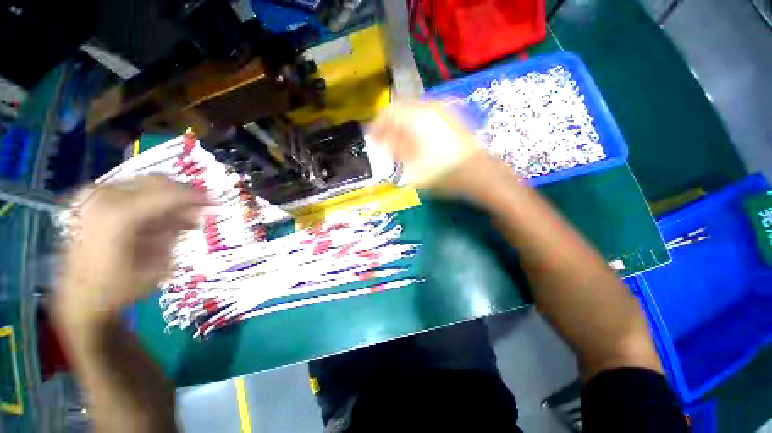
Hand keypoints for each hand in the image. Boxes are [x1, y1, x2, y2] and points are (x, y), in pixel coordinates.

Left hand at [57, 176, 209, 324]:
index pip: (168, 194)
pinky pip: (131, 189)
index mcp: (119, 216)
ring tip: (184, 217)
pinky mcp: (92, 200)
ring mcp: (94, 197)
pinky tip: (162, 217)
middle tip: (202, 207)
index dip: (196, 196)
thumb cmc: (120, 287)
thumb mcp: (158, 264)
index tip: (216, 202)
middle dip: (183, 193)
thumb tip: (194, 212)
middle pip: (156, 182)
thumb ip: (175, 232)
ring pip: (144, 183)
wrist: (80, 297)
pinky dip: (152, 199)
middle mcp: (104, 198)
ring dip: (169, 197)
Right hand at [368, 102, 498, 194]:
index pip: (388, 113)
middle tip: (386, 142)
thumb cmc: (442, 172)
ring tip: (400, 143)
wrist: (477, 172)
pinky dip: (416, 125)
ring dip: (403, 125)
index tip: (373, 139)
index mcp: (415, 117)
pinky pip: (427, 115)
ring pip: (413, 112)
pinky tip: (417, 140)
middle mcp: (428, 107)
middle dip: (390, 125)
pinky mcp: (451, 116)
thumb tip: (383, 141)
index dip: (377, 126)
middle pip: (400, 109)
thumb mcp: (412, 165)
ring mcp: (442, 110)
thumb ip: (394, 150)